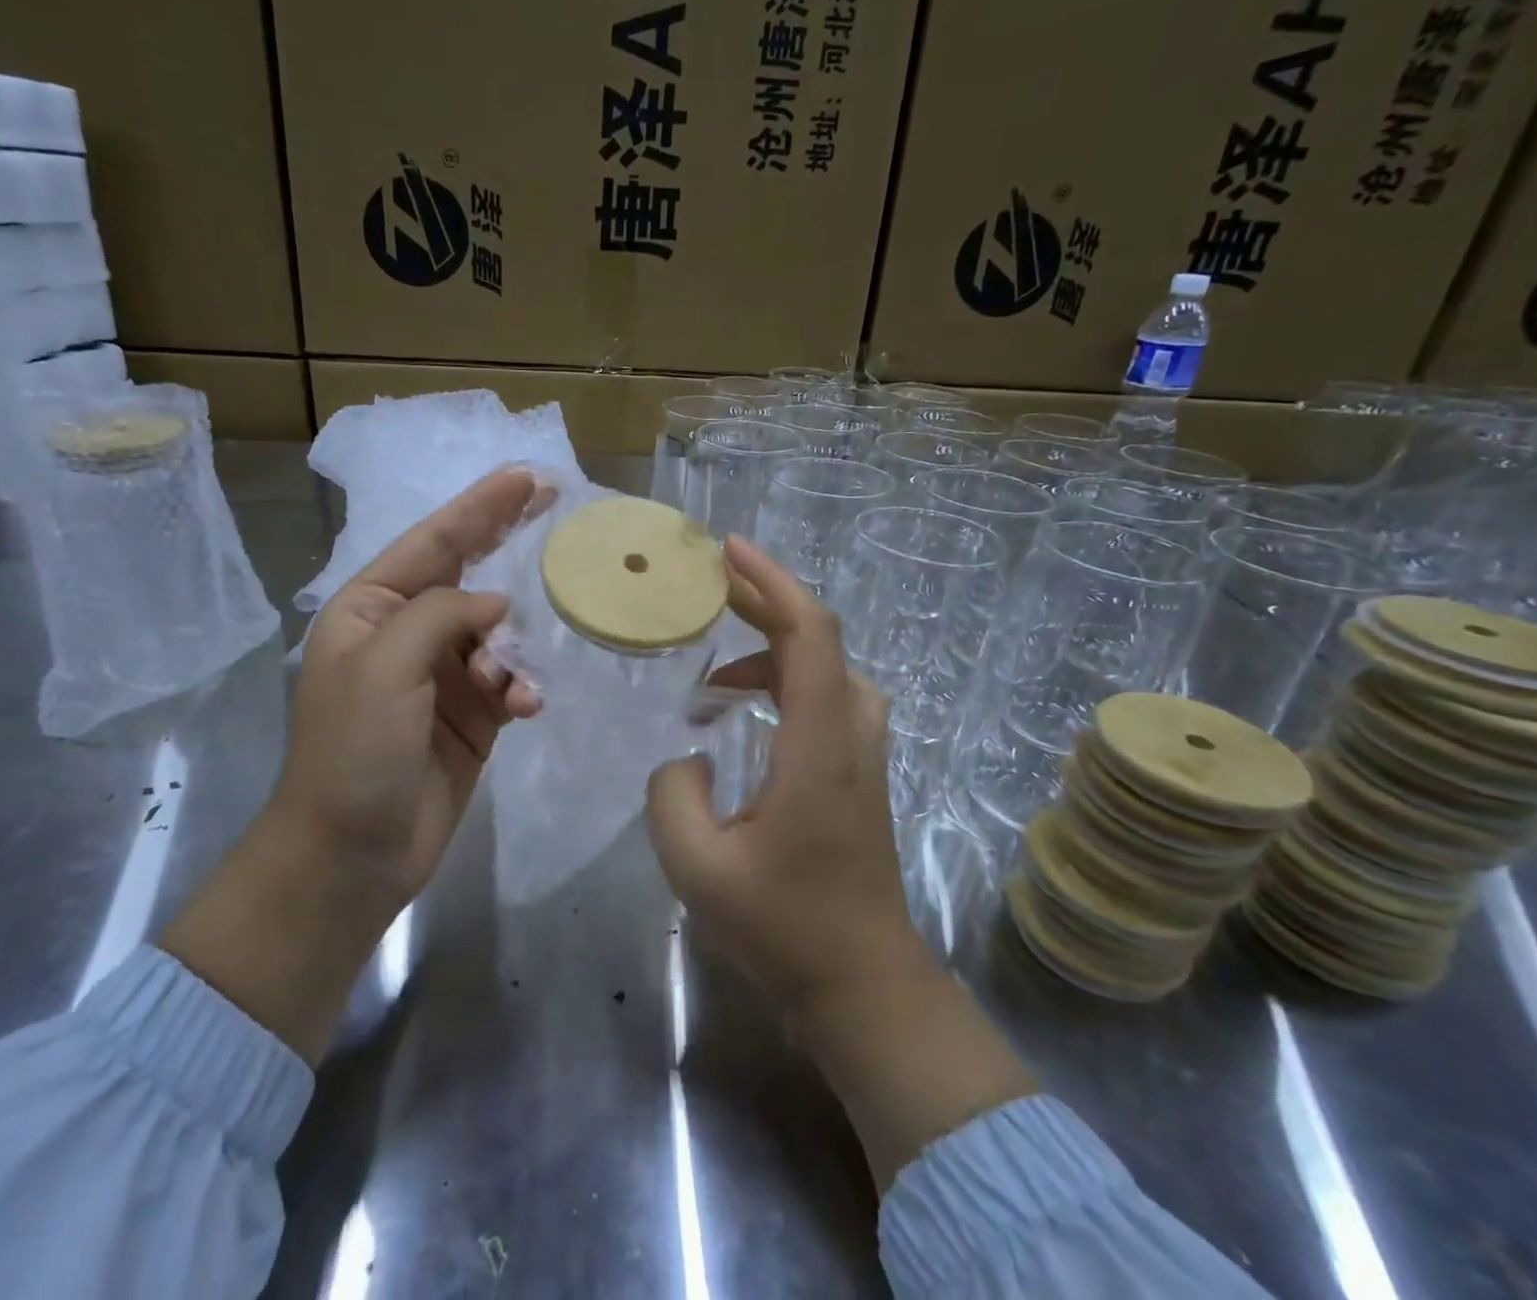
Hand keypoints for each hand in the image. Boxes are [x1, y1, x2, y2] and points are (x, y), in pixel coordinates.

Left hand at [162, 468, 542, 1061]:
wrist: (352, 854)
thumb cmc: (354, 751)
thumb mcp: (385, 665)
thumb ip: (441, 614)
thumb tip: (495, 606)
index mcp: (371, 610)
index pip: (433, 543)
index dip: (479, 507)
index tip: (525, 477)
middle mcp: (407, 633)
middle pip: (468, 574)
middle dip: (506, 541)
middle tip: (553, 501)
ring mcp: (442, 676)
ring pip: (498, 633)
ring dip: (513, 649)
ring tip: (507, 684)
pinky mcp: (472, 715)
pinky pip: (509, 680)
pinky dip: (521, 687)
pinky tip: (523, 707)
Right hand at [644, 536, 1034, 1189]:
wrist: (864, 984)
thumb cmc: (785, 928)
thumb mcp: (698, 868)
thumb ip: (673, 794)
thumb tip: (688, 756)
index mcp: (819, 748)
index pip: (810, 637)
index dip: (772, 583)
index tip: (729, 553)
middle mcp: (851, 736)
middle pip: (821, 640)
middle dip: (767, 601)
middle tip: (712, 587)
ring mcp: (863, 755)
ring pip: (828, 668)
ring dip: (776, 647)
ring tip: (719, 670)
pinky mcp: (859, 773)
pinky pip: (828, 697)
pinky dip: (787, 680)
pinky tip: (745, 711)